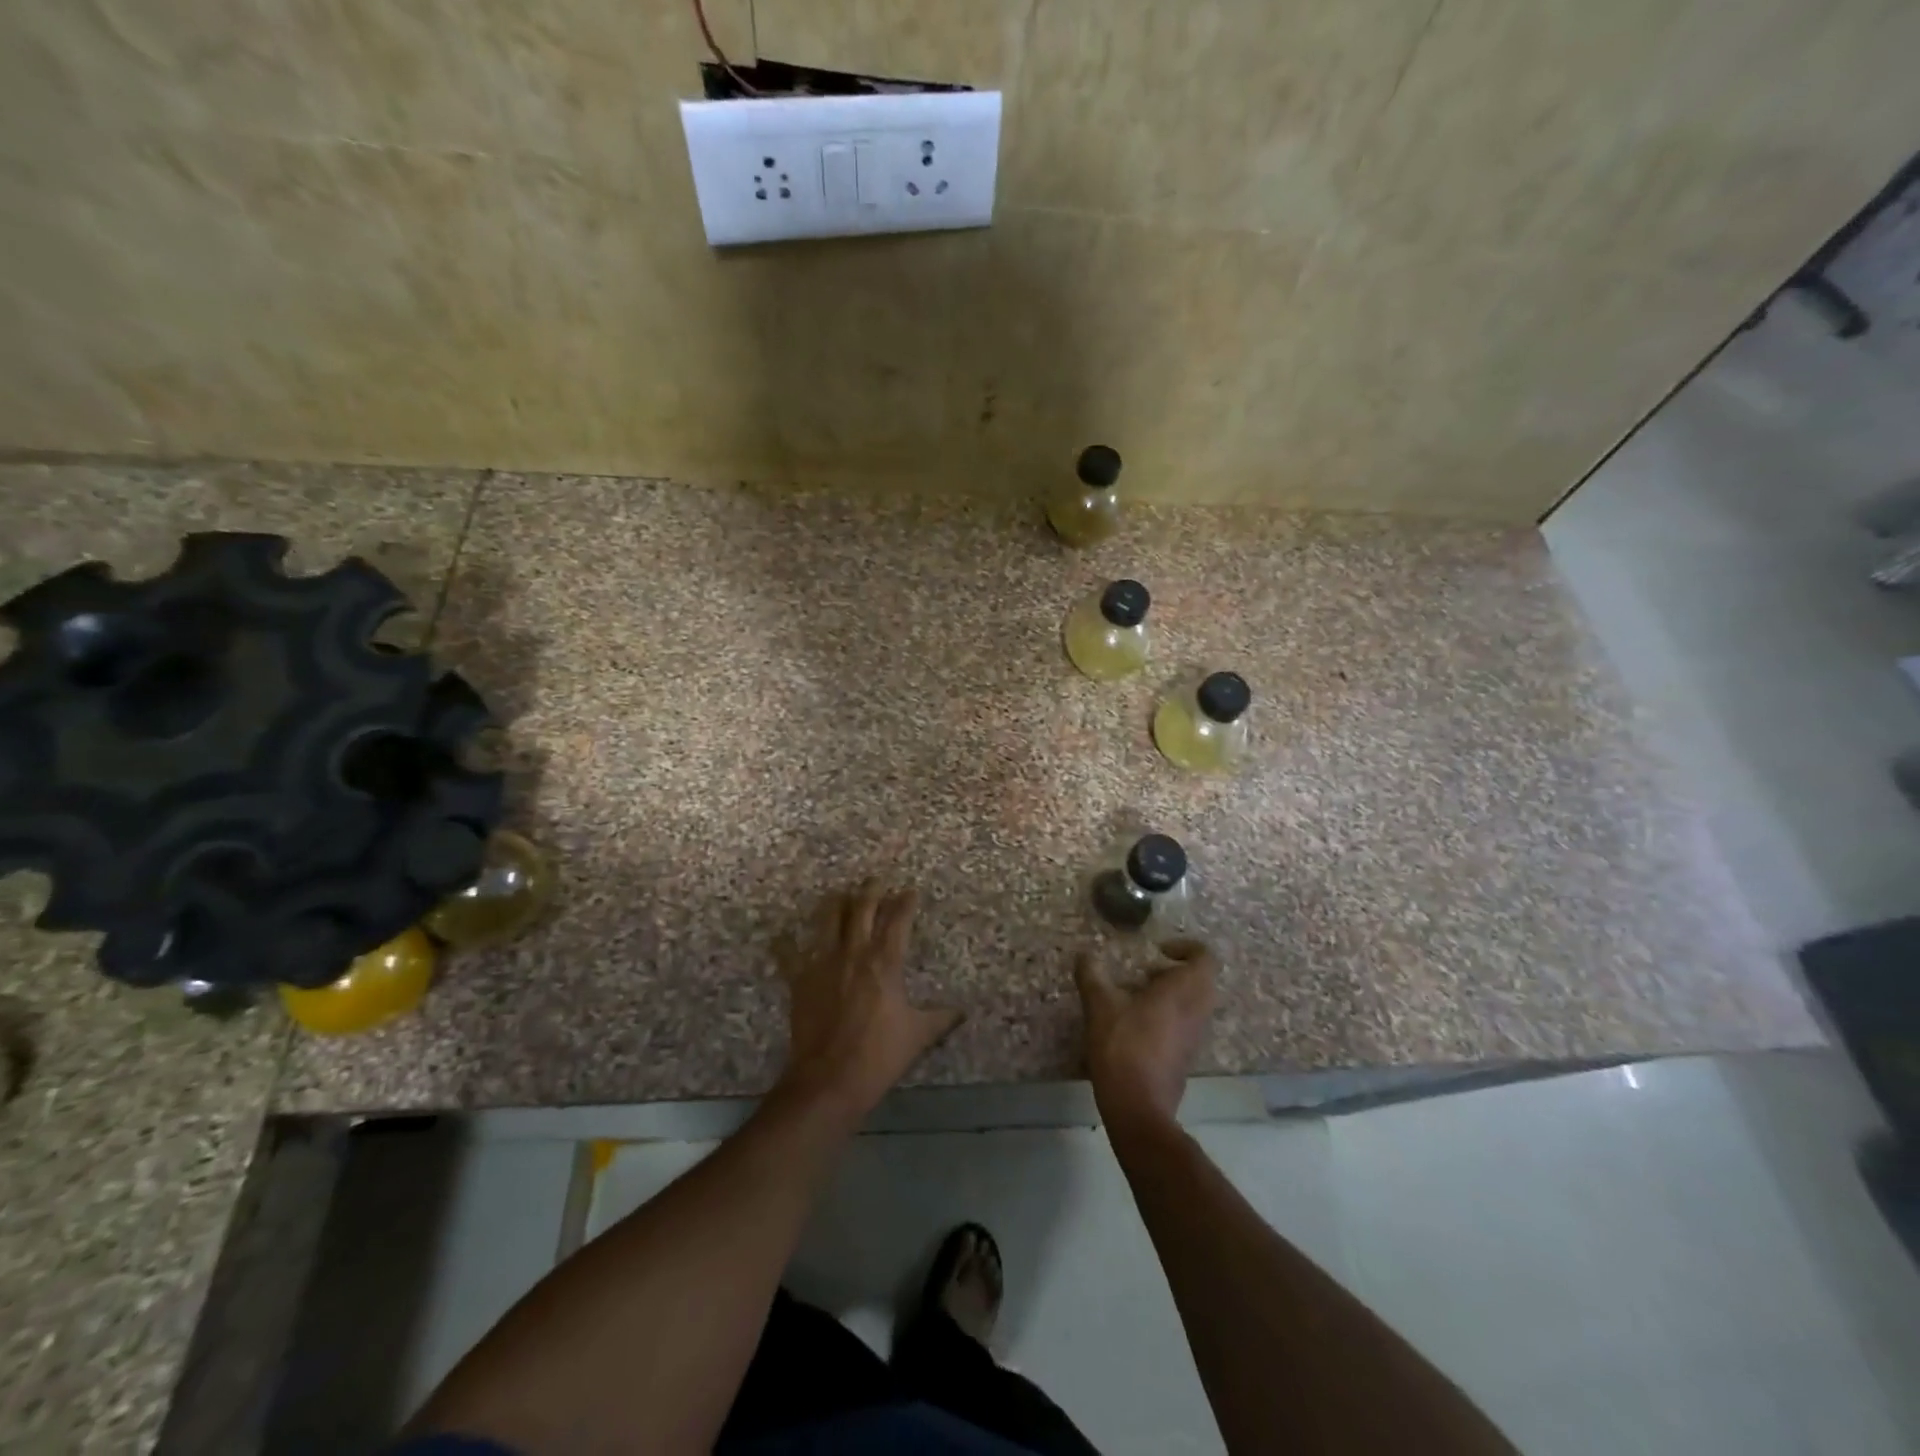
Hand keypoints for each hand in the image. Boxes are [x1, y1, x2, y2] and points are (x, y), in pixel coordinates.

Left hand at [775, 880, 962, 1125]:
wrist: (829, 1079)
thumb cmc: (879, 1055)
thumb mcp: (918, 1035)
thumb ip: (941, 1018)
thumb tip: (962, 1012)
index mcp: (885, 962)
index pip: (898, 919)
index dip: (905, 902)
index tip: (910, 891)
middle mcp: (854, 952)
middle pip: (861, 909)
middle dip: (871, 890)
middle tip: (876, 880)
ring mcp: (823, 962)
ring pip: (828, 919)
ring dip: (836, 903)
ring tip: (841, 894)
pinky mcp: (800, 979)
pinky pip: (790, 953)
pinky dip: (786, 943)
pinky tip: (782, 934)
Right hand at [1074, 940, 1217, 1130]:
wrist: (1138, 1105)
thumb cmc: (1123, 1046)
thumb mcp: (1099, 1005)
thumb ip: (1091, 975)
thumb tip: (1083, 955)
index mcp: (1184, 990)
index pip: (1204, 957)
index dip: (1185, 947)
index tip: (1157, 950)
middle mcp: (1197, 1010)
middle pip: (1201, 979)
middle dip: (1176, 970)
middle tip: (1146, 973)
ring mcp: (1196, 1036)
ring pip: (1194, 1003)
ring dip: (1172, 994)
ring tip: (1137, 997)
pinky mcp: (1188, 1056)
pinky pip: (1186, 1023)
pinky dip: (1169, 1015)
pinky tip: (1136, 1024)